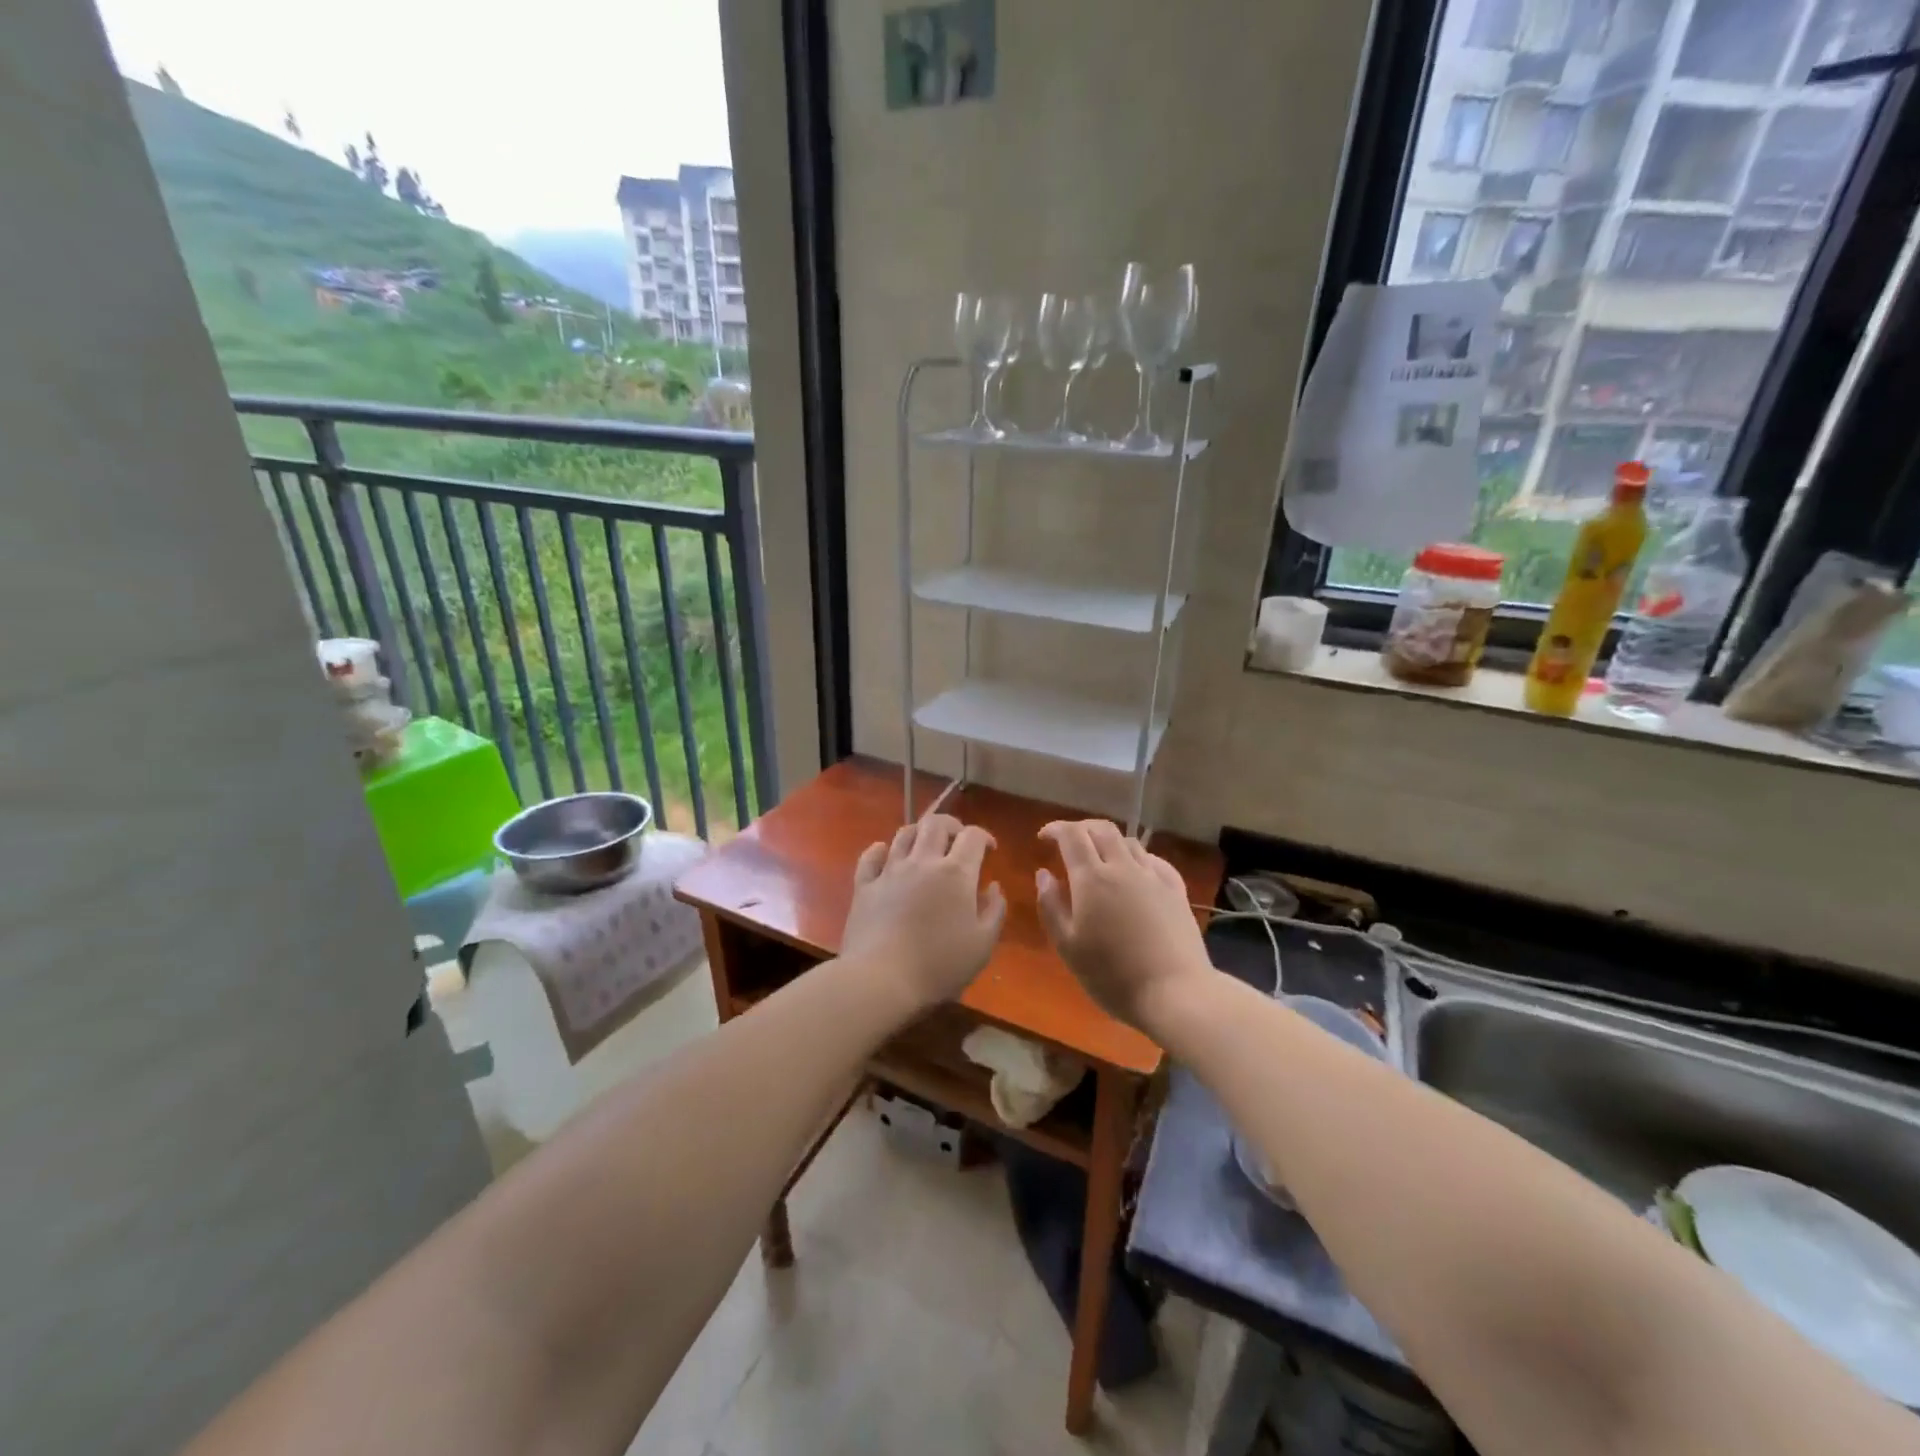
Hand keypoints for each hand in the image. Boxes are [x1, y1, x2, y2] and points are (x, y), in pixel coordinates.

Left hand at [841, 814, 1006, 1011]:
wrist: (881, 979)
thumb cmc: (939, 964)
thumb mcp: (982, 945)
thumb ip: (994, 911)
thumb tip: (993, 886)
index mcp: (956, 873)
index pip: (973, 836)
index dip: (985, 837)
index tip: (990, 851)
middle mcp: (922, 862)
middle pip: (936, 824)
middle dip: (952, 826)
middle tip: (958, 841)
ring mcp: (890, 871)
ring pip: (904, 834)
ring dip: (919, 833)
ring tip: (926, 847)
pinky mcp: (865, 886)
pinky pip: (871, 856)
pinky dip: (880, 850)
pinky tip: (886, 855)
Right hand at [1036, 820, 1210, 1031]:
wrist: (1175, 992)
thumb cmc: (1112, 975)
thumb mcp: (1068, 946)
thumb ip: (1051, 906)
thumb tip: (1044, 874)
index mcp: (1092, 878)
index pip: (1072, 835)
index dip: (1056, 829)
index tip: (1044, 837)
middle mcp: (1123, 867)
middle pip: (1101, 829)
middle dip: (1081, 828)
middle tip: (1068, 842)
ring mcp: (1153, 877)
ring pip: (1129, 842)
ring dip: (1108, 842)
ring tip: (1099, 859)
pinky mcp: (1176, 890)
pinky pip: (1153, 860)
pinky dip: (1136, 858)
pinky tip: (1135, 872)